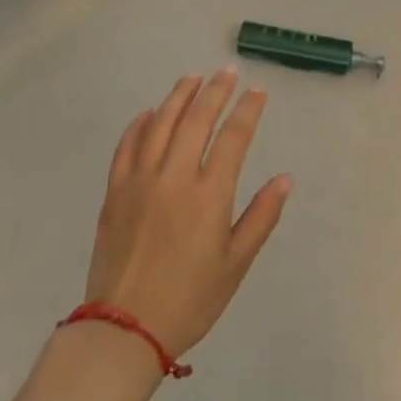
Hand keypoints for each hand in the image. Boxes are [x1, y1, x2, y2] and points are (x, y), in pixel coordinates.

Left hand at [85, 69, 291, 359]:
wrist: (125, 328)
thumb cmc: (190, 298)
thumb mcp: (236, 263)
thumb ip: (261, 217)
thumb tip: (285, 178)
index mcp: (209, 194)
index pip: (234, 137)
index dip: (248, 110)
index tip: (258, 92)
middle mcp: (175, 176)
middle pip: (197, 119)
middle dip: (215, 91)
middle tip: (227, 72)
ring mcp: (140, 180)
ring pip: (160, 123)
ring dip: (178, 96)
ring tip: (192, 78)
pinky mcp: (115, 191)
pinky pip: (127, 145)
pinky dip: (140, 124)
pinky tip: (150, 113)